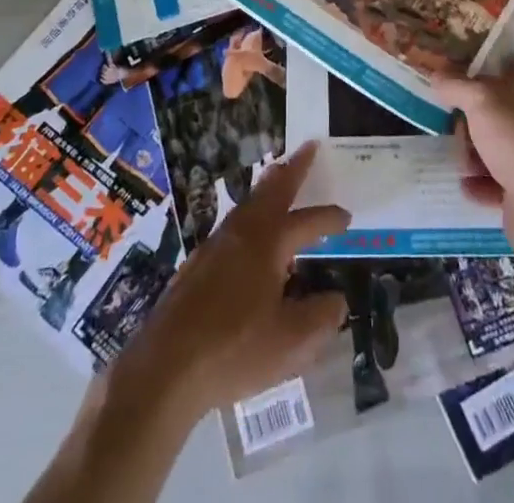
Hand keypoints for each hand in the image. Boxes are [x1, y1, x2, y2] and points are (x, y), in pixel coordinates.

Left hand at [113, 141, 349, 420]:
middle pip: (272, 189)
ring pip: (250, 202)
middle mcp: (243, 231)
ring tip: (280, 177)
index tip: (347, 216)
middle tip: (308, 148)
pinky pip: (234, 222)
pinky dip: (251, 212)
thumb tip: (336, 299)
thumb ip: (320, 318)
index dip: (330, 218)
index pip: (308, 222)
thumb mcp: (291, 342)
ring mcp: (216, 244)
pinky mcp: (198, 263)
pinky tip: (250, 233)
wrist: (166, 365)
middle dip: (293, 168)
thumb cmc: (235, 349)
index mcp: (269, 242)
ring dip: (269, 187)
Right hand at [433, 68, 513, 239]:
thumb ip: (455, 85)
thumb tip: (436, 76)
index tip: (455, 91)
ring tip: (464, 168)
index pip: (507, 76)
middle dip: (472, 127)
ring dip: (474, 157)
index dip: (480, 81)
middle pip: (499, 116)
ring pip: (498, 149)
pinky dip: (483, 183)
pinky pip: (502, 180)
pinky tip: (469, 187)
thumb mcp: (479, 100)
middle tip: (459, 135)